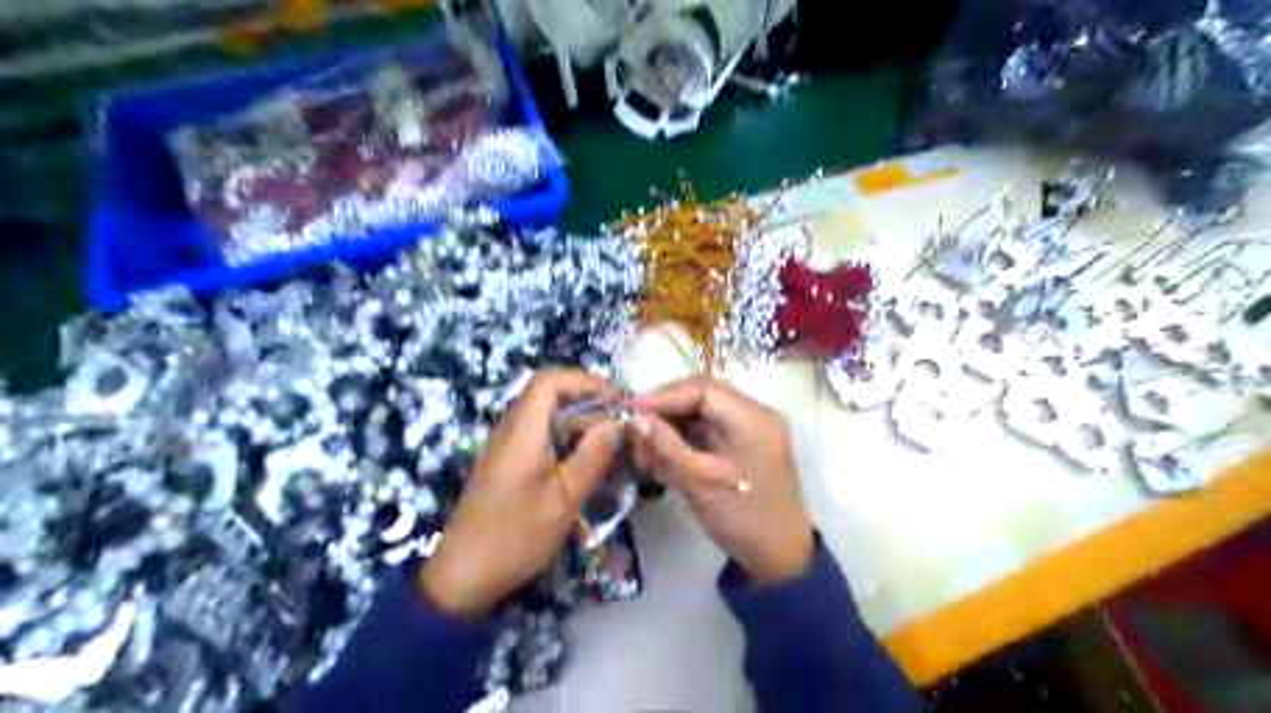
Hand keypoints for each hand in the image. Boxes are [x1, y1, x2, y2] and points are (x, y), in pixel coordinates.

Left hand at [421, 369, 621, 617]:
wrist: (463, 577)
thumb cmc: (515, 537)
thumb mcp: (563, 499)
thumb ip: (592, 456)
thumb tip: (618, 422)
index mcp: (521, 432)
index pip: (550, 380)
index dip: (586, 381)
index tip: (617, 398)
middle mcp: (510, 430)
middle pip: (549, 396)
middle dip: (589, 403)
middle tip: (622, 424)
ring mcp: (505, 447)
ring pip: (547, 418)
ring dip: (580, 424)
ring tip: (612, 444)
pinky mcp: (505, 464)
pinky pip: (540, 437)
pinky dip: (566, 441)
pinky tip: (588, 463)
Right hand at [632, 378, 813, 585]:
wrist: (780, 558)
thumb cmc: (743, 520)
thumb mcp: (699, 482)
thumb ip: (665, 446)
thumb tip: (633, 418)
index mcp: (753, 418)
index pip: (702, 389)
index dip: (663, 396)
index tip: (630, 411)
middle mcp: (754, 414)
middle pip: (701, 396)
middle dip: (664, 411)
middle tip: (633, 429)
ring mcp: (749, 429)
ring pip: (701, 413)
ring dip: (670, 426)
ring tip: (642, 448)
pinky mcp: (742, 444)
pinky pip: (707, 430)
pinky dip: (682, 439)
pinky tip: (659, 454)